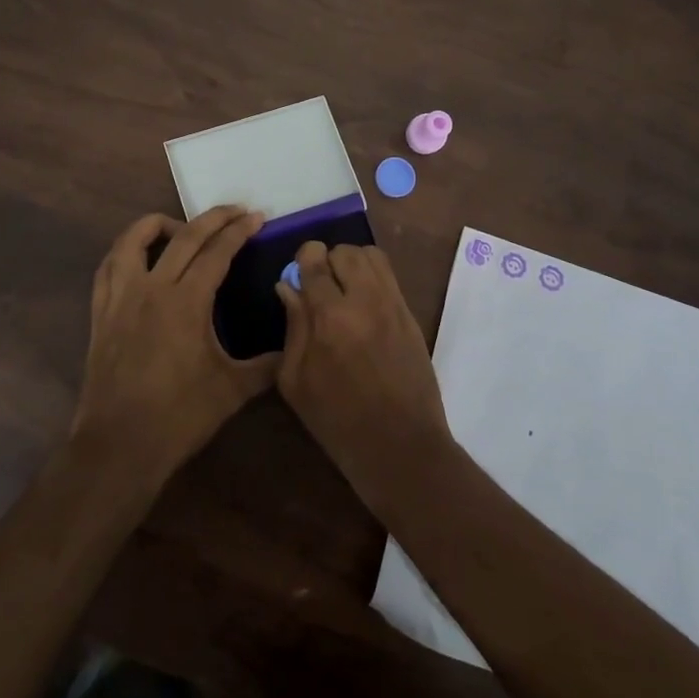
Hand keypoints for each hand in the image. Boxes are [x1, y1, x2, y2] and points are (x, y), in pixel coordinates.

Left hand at [72, 205, 276, 484]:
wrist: (119, 445)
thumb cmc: (179, 417)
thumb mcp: (232, 391)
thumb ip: (266, 365)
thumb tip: (293, 347)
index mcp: (186, 302)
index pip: (217, 253)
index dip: (239, 231)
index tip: (256, 216)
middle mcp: (152, 289)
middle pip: (183, 237)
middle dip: (212, 218)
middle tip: (235, 209)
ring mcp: (121, 298)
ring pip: (133, 241)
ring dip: (158, 224)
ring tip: (180, 227)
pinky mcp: (101, 313)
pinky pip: (108, 267)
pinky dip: (124, 251)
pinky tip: (138, 257)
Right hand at [276, 243, 453, 510]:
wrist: (400, 446)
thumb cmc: (338, 420)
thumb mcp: (296, 380)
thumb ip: (293, 326)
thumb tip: (288, 287)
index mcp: (330, 317)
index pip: (315, 261)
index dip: (303, 259)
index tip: (298, 272)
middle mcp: (365, 300)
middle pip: (345, 251)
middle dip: (328, 260)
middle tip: (320, 285)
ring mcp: (393, 305)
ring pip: (371, 256)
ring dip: (352, 264)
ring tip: (343, 289)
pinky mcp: (410, 315)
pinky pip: (390, 276)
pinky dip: (372, 277)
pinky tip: (362, 304)